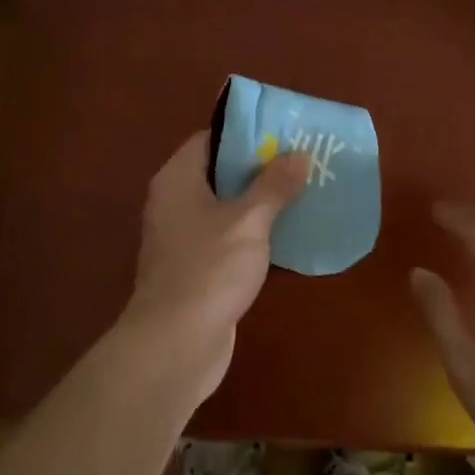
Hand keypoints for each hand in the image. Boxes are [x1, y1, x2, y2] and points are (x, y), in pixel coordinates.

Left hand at [120, 132, 310, 402]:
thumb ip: (274, 186)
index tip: (280, 131)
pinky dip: (251, 232)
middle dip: (257, 167)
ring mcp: (182, 238)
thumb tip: (298, 155)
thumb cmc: (209, 269)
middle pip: (217, 172)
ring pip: (224, 207)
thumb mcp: (249, 221)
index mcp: (177, 179)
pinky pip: (225, 237)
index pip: (209, 139)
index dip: (243, 132)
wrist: (176, 343)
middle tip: (299, 159)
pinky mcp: (194, 268)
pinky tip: (285, 234)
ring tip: (301, 190)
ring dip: (257, 201)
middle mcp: (173, 202)